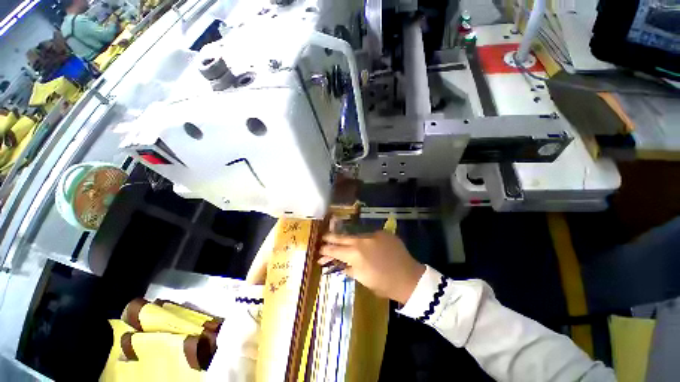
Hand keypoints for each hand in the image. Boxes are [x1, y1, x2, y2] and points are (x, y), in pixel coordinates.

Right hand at [319, 231, 425, 303]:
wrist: (409, 278)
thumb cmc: (383, 284)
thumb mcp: (363, 279)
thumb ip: (349, 269)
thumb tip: (340, 264)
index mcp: (355, 254)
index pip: (335, 250)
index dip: (326, 250)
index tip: (320, 250)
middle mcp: (362, 241)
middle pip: (343, 237)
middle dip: (331, 237)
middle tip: (323, 237)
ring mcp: (373, 235)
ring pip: (356, 235)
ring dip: (348, 239)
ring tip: (341, 240)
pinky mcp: (383, 233)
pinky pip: (369, 236)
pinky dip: (365, 241)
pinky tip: (365, 246)